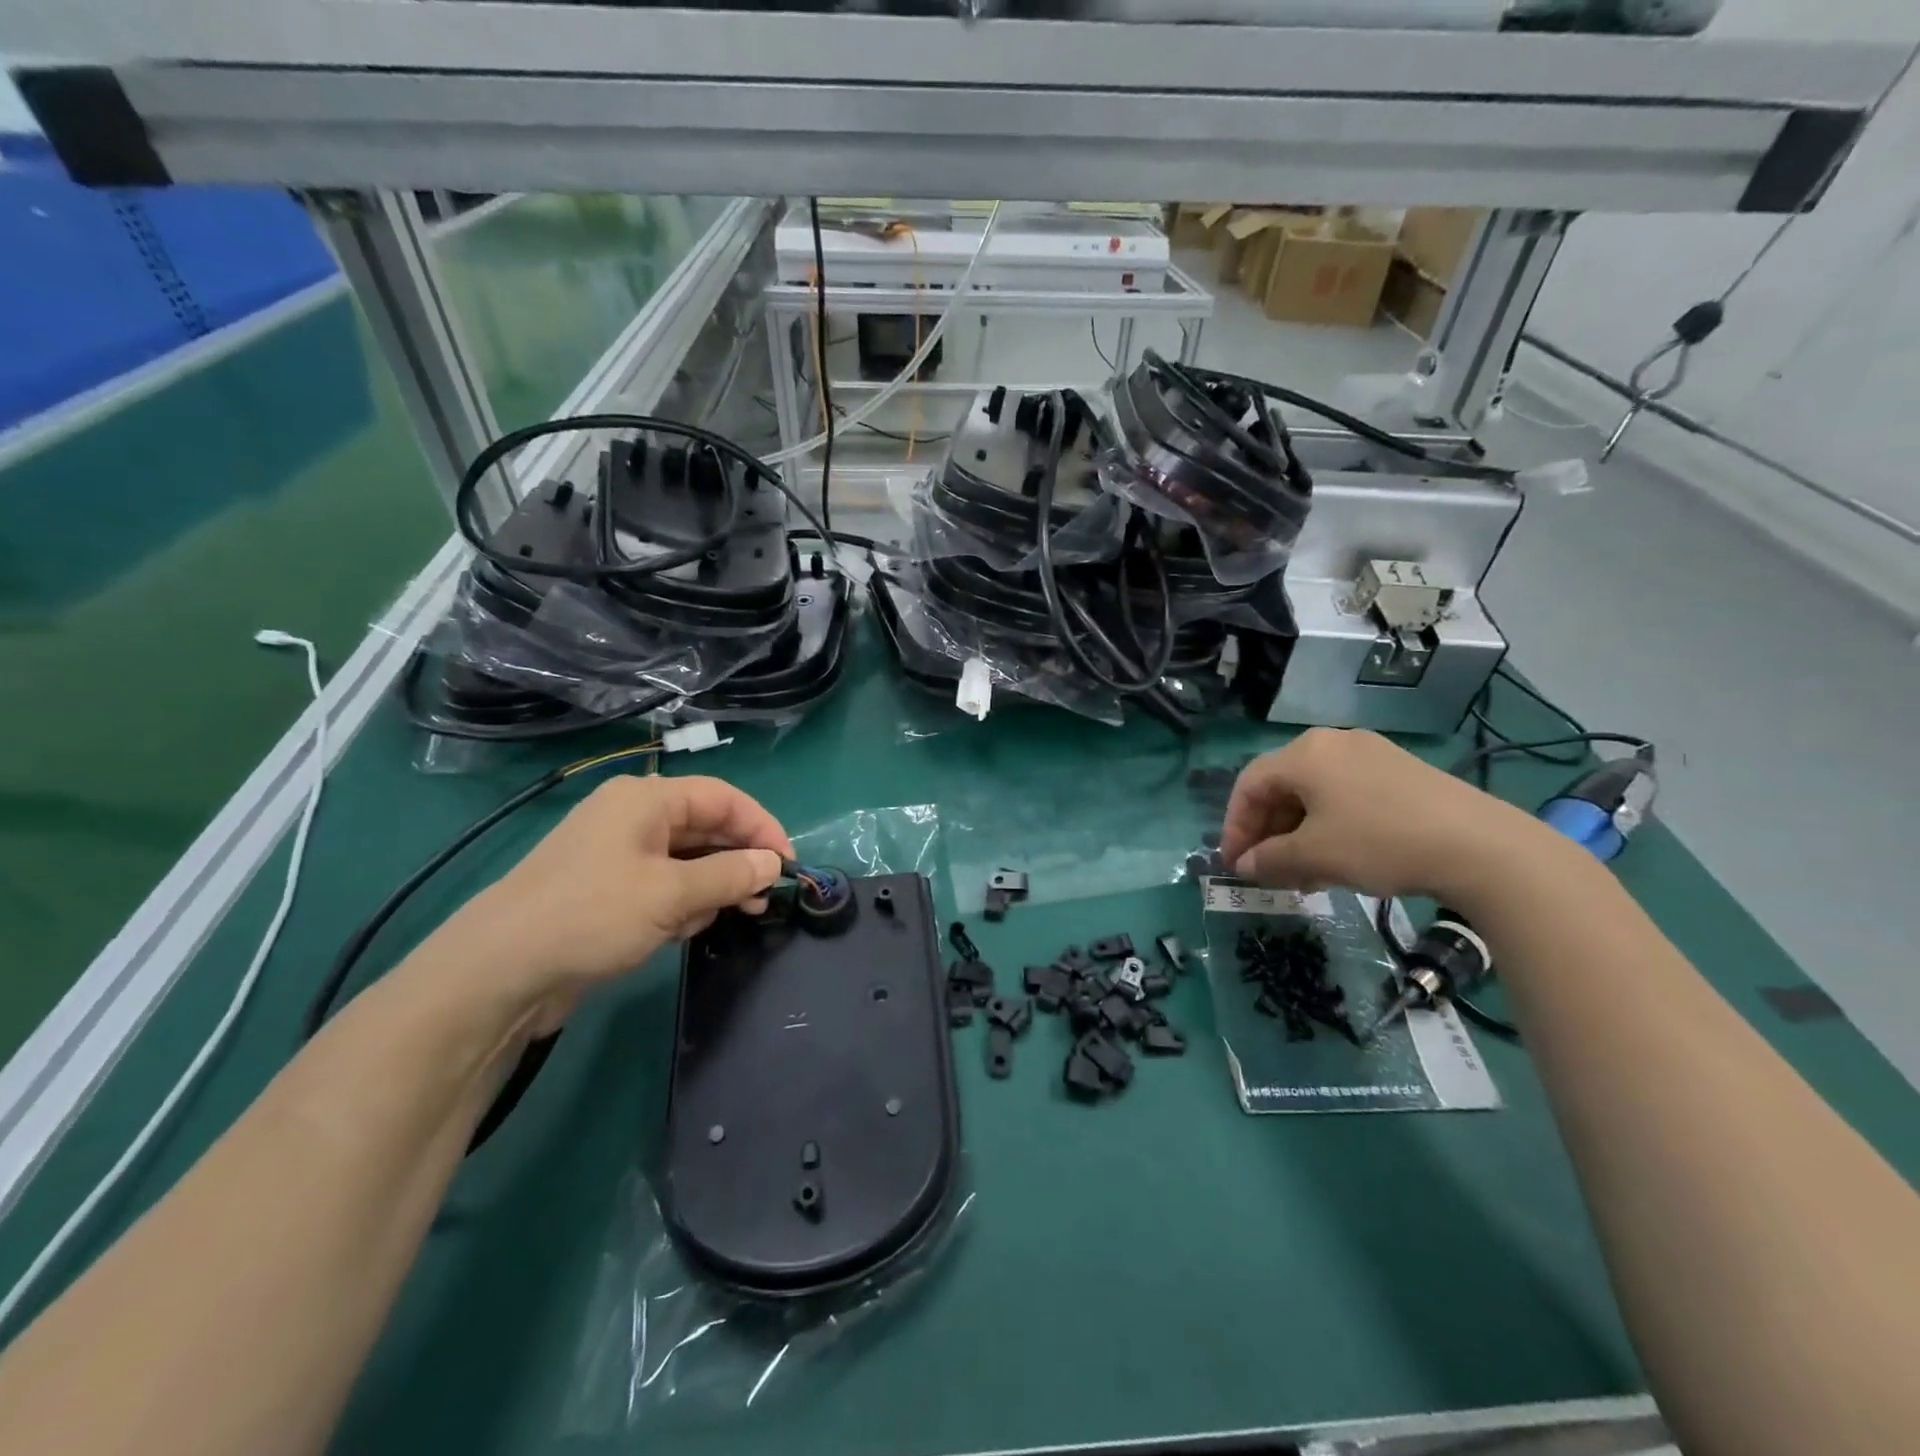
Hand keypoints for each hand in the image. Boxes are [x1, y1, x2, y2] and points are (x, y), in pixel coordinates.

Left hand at [425, 774, 791, 1020]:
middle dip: (739, 859)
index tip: (789, 863)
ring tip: (734, 914)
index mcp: (646, 800)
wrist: (497, 973)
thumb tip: (774, 864)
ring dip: (714, 885)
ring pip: (687, 859)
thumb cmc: (592, 916)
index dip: (762, 827)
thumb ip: (731, 875)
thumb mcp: (672, 895)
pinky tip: (687, 928)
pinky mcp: (607, 890)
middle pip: (706, 827)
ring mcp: (617, 855)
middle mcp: (633, 818)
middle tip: (767, 895)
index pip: (723, 798)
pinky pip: (663, 885)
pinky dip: (684, 902)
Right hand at [1219, 728, 1550, 905]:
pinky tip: (1338, 860)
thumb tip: (1243, 866)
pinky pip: (1346, 796)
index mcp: (1305, 753)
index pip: (1249, 784)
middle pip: (1282, 787)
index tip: (1234, 864)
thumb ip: (1270, 860)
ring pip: (1314, 794)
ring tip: (1302, 875)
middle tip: (1267, 871)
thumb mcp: (1315, 856)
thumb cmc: (1380, 842)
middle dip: (1268, 832)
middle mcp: (1333, 743)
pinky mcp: (1400, 772)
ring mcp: (1371, 755)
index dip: (1235, 826)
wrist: (1482, 846)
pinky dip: (1329, 826)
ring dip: (1298, 834)